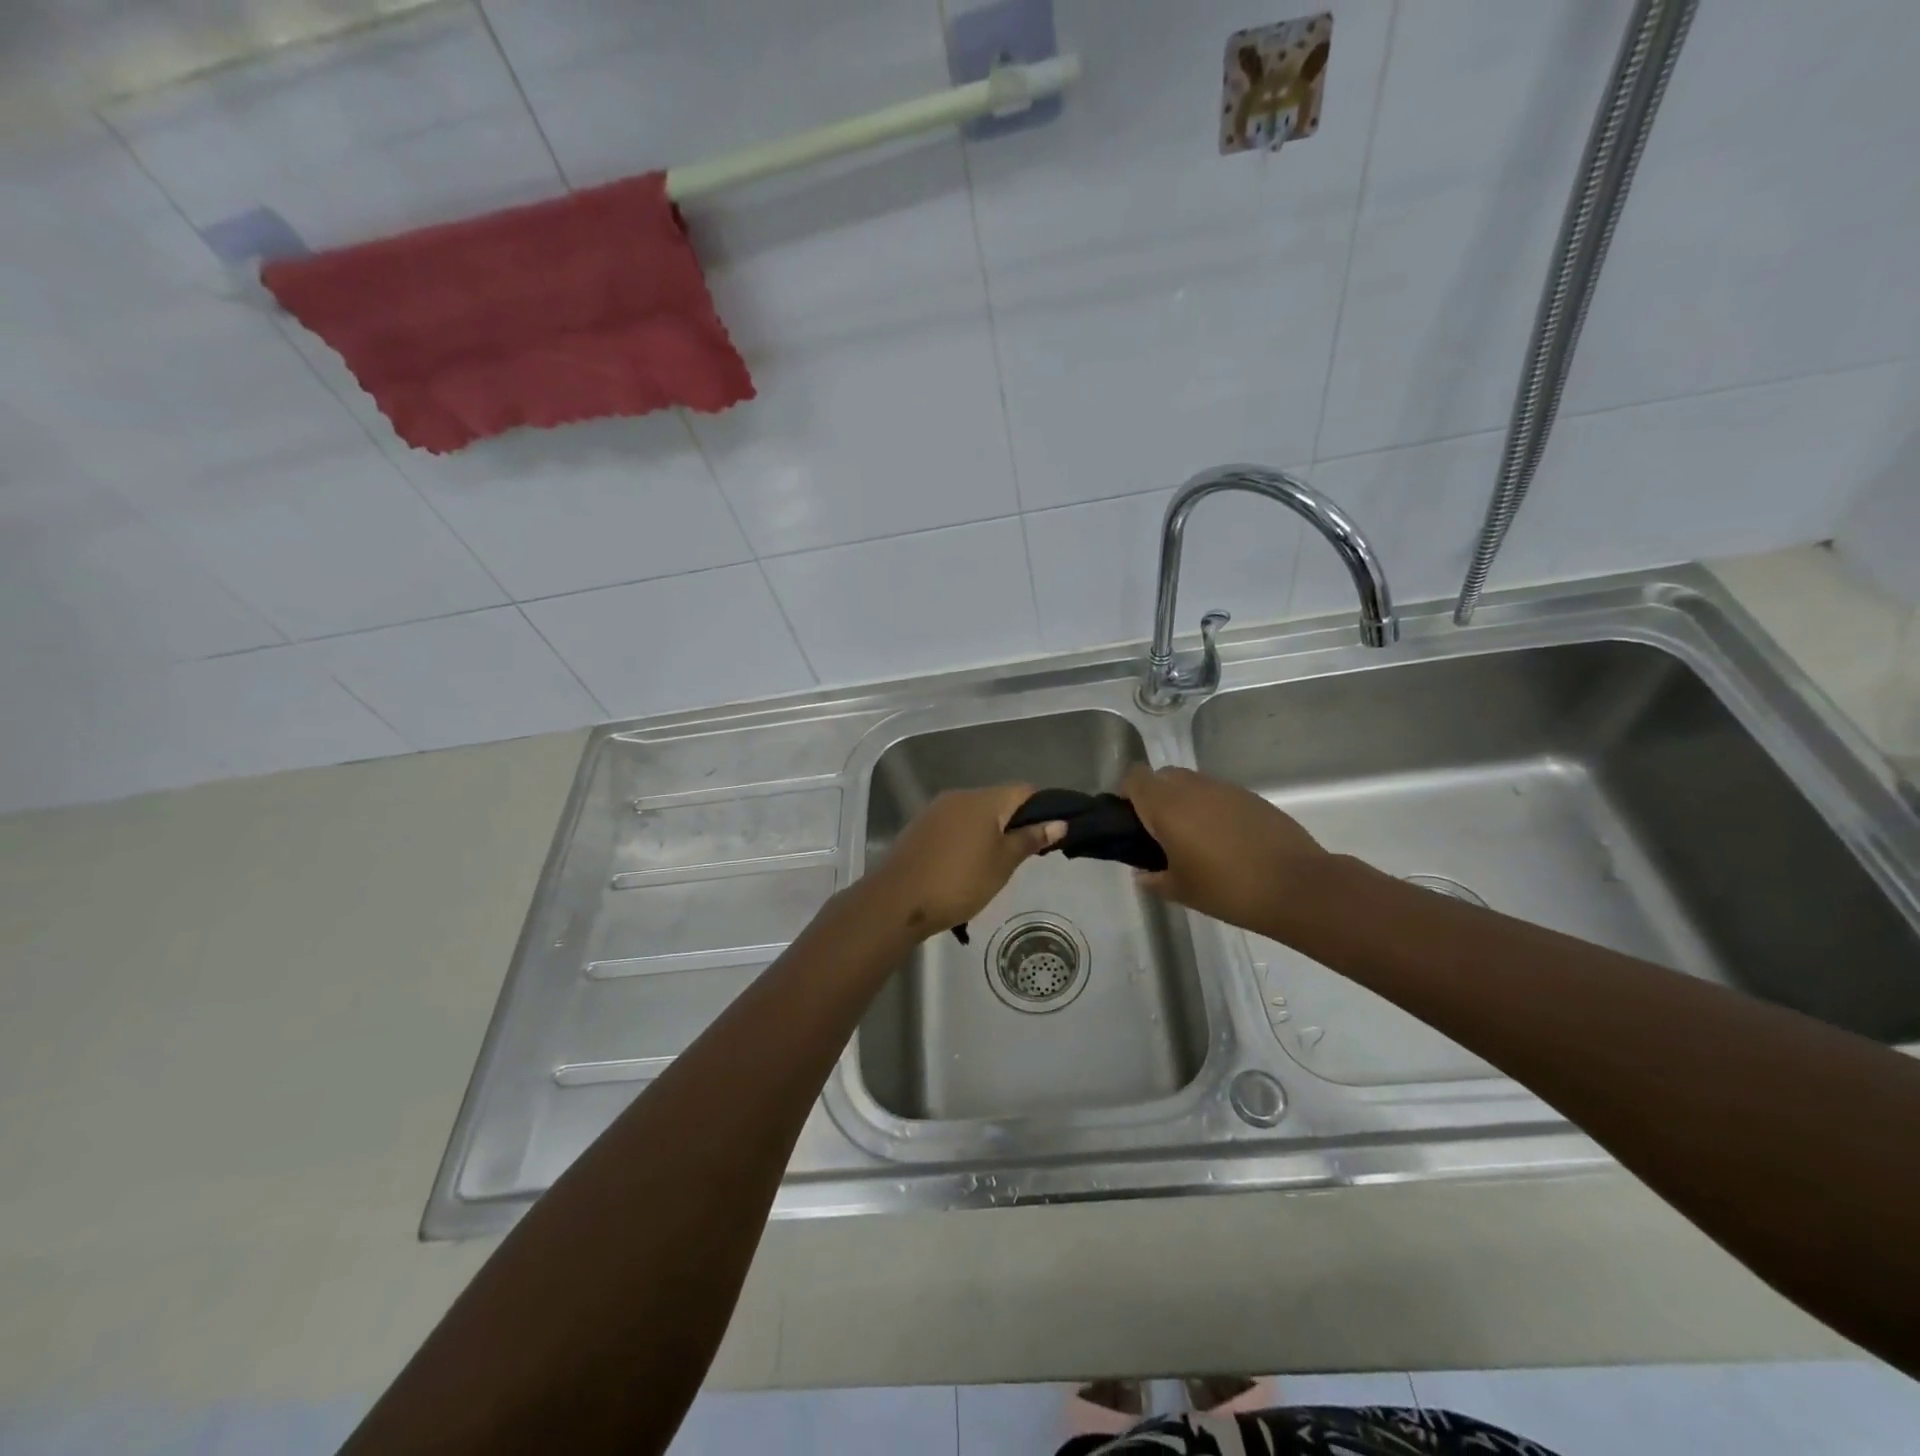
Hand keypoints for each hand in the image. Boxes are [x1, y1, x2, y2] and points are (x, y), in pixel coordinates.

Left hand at [866, 786, 1064, 939]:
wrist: (899, 900)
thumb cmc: (960, 881)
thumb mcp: (1003, 863)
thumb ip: (1030, 839)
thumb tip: (1059, 823)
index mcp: (984, 799)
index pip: (1024, 790)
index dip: (1042, 808)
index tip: (1050, 834)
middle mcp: (960, 796)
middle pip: (998, 800)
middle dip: (1015, 822)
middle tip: (1026, 855)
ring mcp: (936, 810)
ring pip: (975, 813)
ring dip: (990, 831)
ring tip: (997, 863)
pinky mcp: (920, 827)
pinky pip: (954, 824)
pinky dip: (967, 837)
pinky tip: (967, 864)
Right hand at [1122, 764, 1327, 934]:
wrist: (1296, 886)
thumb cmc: (1227, 889)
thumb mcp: (1181, 891)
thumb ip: (1154, 879)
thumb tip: (1144, 873)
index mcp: (1167, 805)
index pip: (1134, 777)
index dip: (1127, 794)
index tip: (1130, 821)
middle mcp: (1193, 788)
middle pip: (1162, 776)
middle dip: (1155, 797)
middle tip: (1160, 833)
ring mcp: (1225, 789)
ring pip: (1192, 783)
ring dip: (1185, 802)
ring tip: (1195, 839)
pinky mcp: (1252, 797)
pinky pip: (1219, 794)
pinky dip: (1213, 809)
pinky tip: (1225, 841)